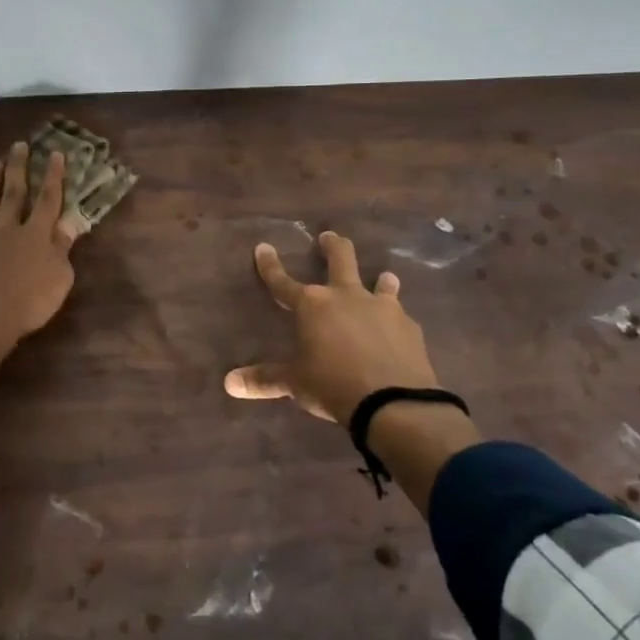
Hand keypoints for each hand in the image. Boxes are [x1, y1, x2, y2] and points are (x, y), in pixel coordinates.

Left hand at [0, 142, 83, 388]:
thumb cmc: (27, 305)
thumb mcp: (58, 280)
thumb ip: (62, 249)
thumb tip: (68, 224)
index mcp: (37, 236)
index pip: (48, 200)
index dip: (53, 176)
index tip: (55, 153)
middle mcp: (9, 229)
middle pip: (15, 193)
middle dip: (19, 167)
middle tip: (18, 145)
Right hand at [224, 230, 440, 426]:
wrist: (394, 402)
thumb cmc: (333, 386)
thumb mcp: (295, 383)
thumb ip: (265, 379)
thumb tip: (230, 383)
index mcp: (312, 305)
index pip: (283, 281)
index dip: (270, 265)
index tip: (263, 247)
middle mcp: (346, 296)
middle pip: (340, 258)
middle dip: (333, 245)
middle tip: (329, 237)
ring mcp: (382, 308)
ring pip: (381, 282)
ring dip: (380, 279)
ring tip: (384, 277)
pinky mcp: (409, 326)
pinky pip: (400, 316)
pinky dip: (396, 319)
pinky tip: (399, 329)